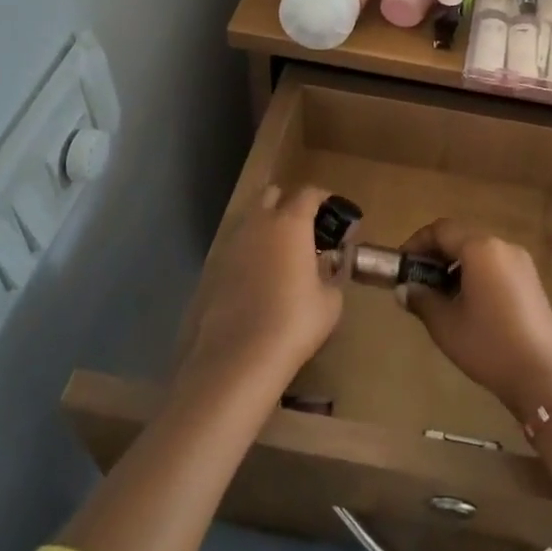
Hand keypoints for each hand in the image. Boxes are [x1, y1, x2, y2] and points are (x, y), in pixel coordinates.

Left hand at [175, 184, 342, 398]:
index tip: (337, 216)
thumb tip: (328, 267)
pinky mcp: (214, 267)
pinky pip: (238, 247)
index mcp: (291, 223)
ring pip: (251, 220)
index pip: (309, 193)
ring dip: (268, 227)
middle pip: (273, 195)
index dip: (325, 200)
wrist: (239, 357)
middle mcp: (259, 224)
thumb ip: (331, 274)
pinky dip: (252, 252)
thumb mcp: (330, 300)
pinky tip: (261, 278)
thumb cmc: (294, 322)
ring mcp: (232, 244)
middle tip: (307, 229)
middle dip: (290, 204)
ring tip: (284, 255)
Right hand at [395, 218, 551, 417]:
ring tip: (440, 297)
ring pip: (480, 253)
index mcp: (481, 249)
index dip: (417, 243)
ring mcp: (522, 263)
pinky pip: (496, 267)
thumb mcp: (445, 324)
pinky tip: (468, 306)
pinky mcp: (532, 282)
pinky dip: (477, 276)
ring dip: (456, 267)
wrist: (543, 376)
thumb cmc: (488, 344)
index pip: (441, 230)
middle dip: (436, 256)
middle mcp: (503, 247)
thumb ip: (421, 300)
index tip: (401, 265)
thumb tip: (404, 290)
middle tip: (417, 282)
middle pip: (462, 238)